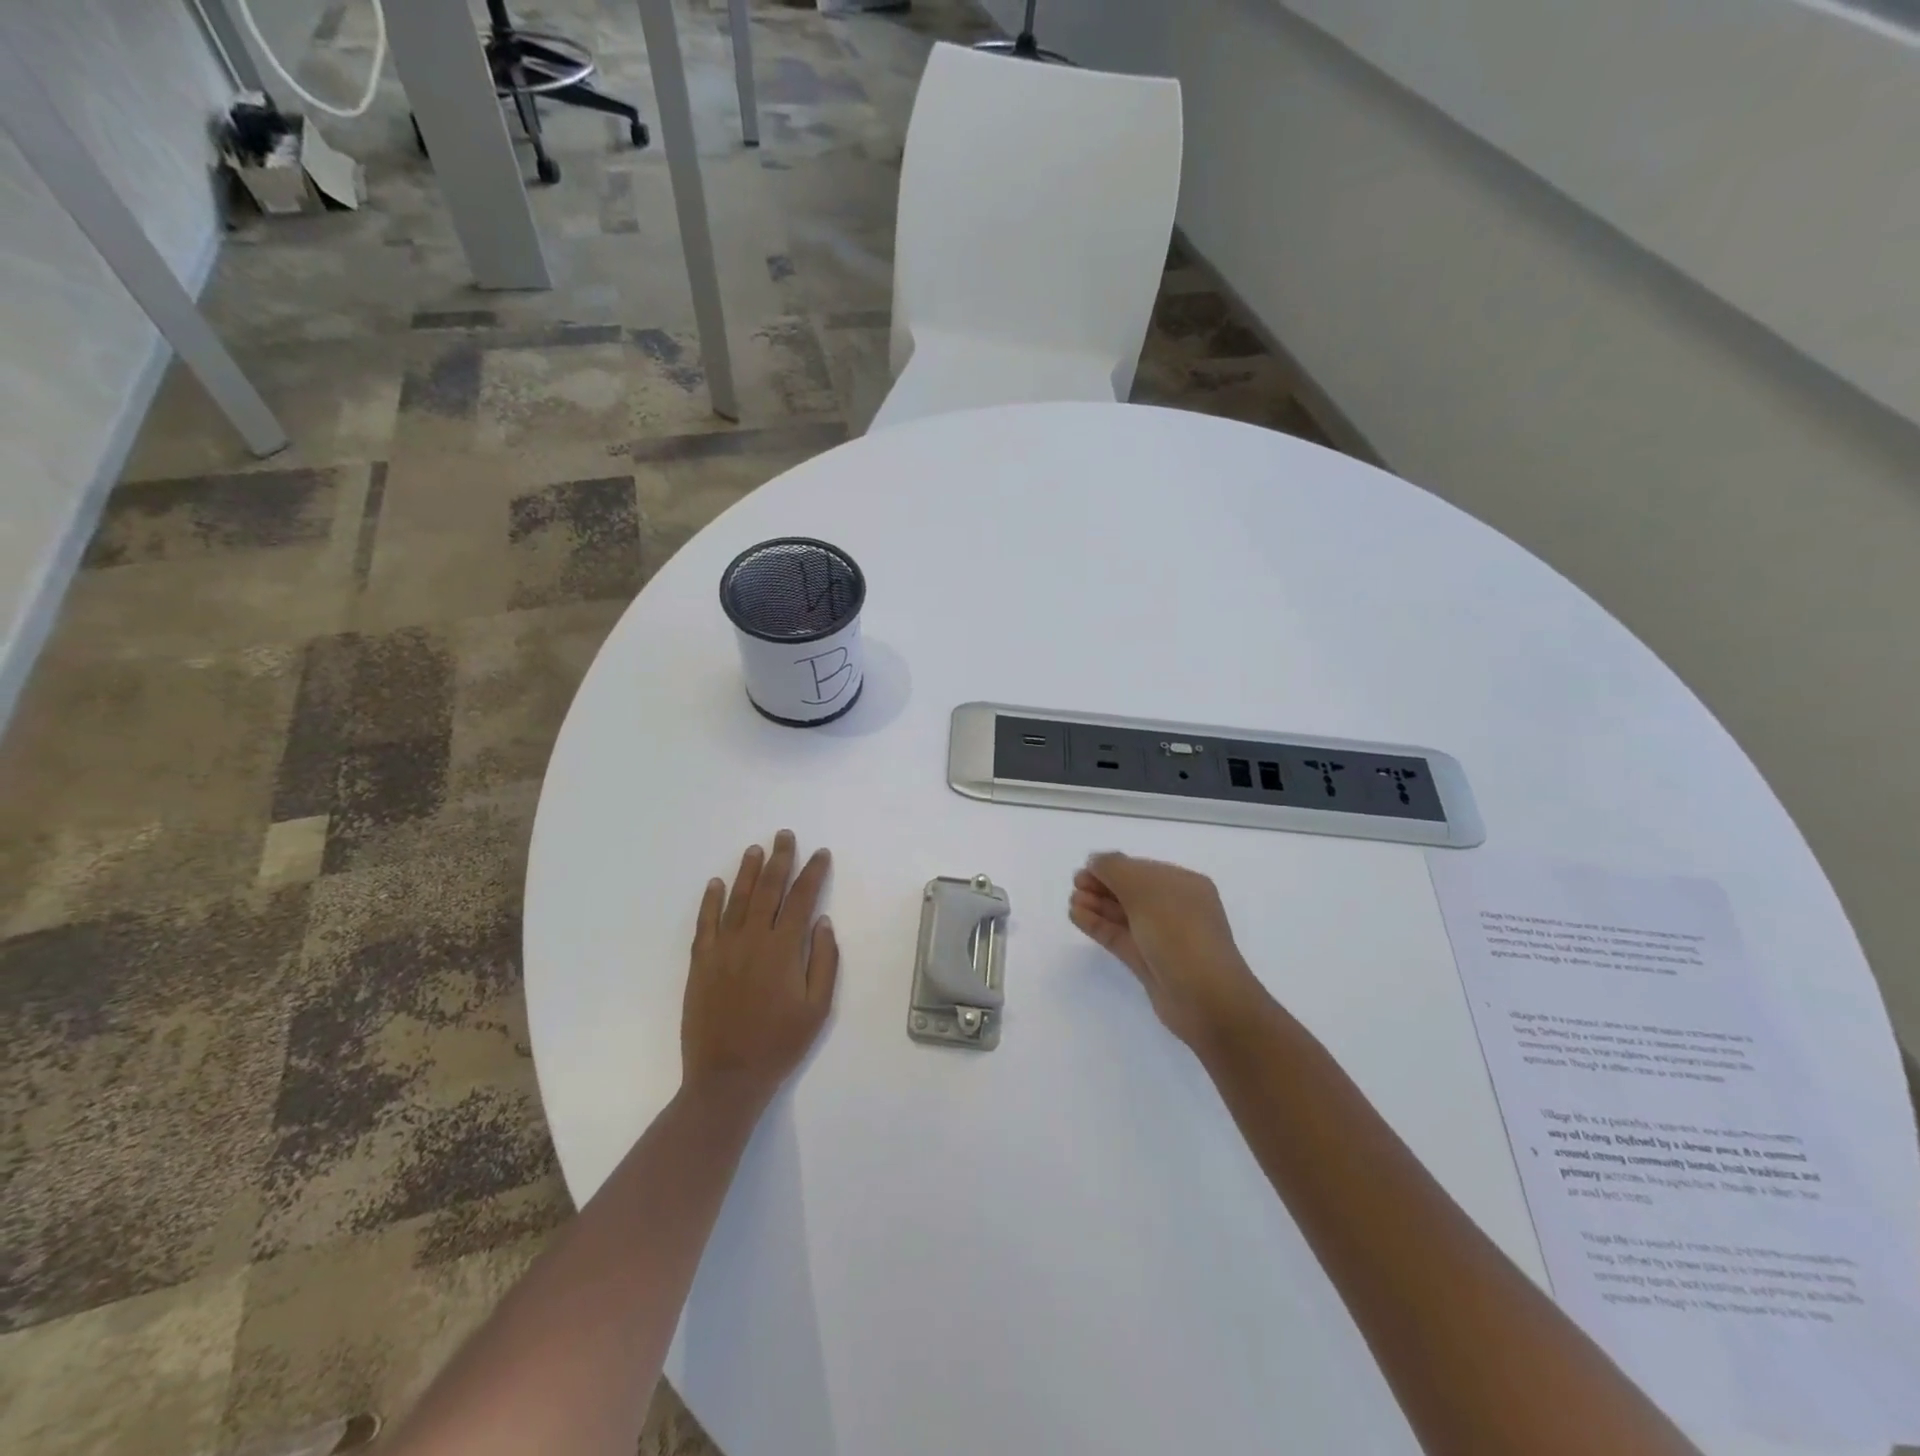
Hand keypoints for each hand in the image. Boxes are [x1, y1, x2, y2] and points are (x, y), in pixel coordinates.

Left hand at [682, 831, 838, 1107]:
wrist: (727, 1077)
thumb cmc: (780, 1043)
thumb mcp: (817, 1008)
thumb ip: (823, 961)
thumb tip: (822, 921)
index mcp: (783, 949)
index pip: (801, 899)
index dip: (812, 872)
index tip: (820, 853)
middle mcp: (752, 939)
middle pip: (768, 889)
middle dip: (779, 859)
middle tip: (785, 835)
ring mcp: (722, 949)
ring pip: (736, 899)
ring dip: (747, 872)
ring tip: (756, 849)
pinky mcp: (701, 963)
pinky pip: (705, 923)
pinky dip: (710, 901)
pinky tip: (715, 883)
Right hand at [1069, 852, 1268, 1052]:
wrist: (1205, 997)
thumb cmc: (1179, 932)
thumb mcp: (1146, 889)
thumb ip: (1115, 869)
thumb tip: (1096, 860)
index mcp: (1184, 885)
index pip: (1143, 869)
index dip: (1113, 867)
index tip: (1085, 868)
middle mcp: (1175, 908)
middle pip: (1132, 891)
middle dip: (1102, 885)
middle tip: (1075, 883)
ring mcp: (1162, 937)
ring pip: (1124, 915)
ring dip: (1097, 905)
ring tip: (1072, 900)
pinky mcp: (1148, 963)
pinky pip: (1119, 936)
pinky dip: (1098, 925)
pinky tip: (1077, 916)